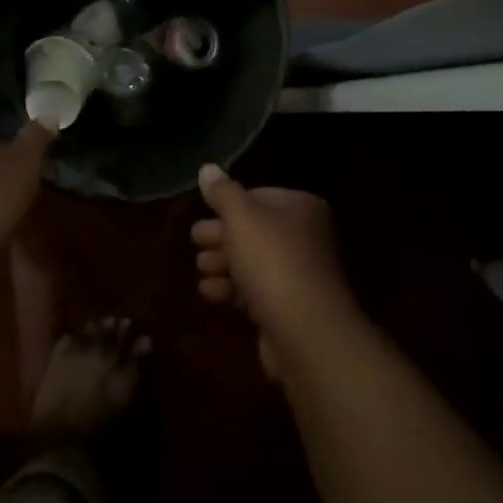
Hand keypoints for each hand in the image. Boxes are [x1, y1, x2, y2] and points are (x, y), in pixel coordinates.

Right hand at [191, 164, 358, 378]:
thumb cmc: (272, 262)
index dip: (228, 206)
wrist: (306, 334)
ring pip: (253, 262)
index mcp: (300, 208)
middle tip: (195, 240)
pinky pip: (256, 291)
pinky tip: (209, 292)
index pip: (258, 196)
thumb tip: (207, 168)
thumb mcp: (241, 217)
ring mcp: (299, 275)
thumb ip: (222, 192)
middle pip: (253, 230)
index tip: (203, 213)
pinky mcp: (289, 309)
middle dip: (221, 236)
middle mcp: (305, 237)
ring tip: (200, 268)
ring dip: (223, 264)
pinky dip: (232, 290)